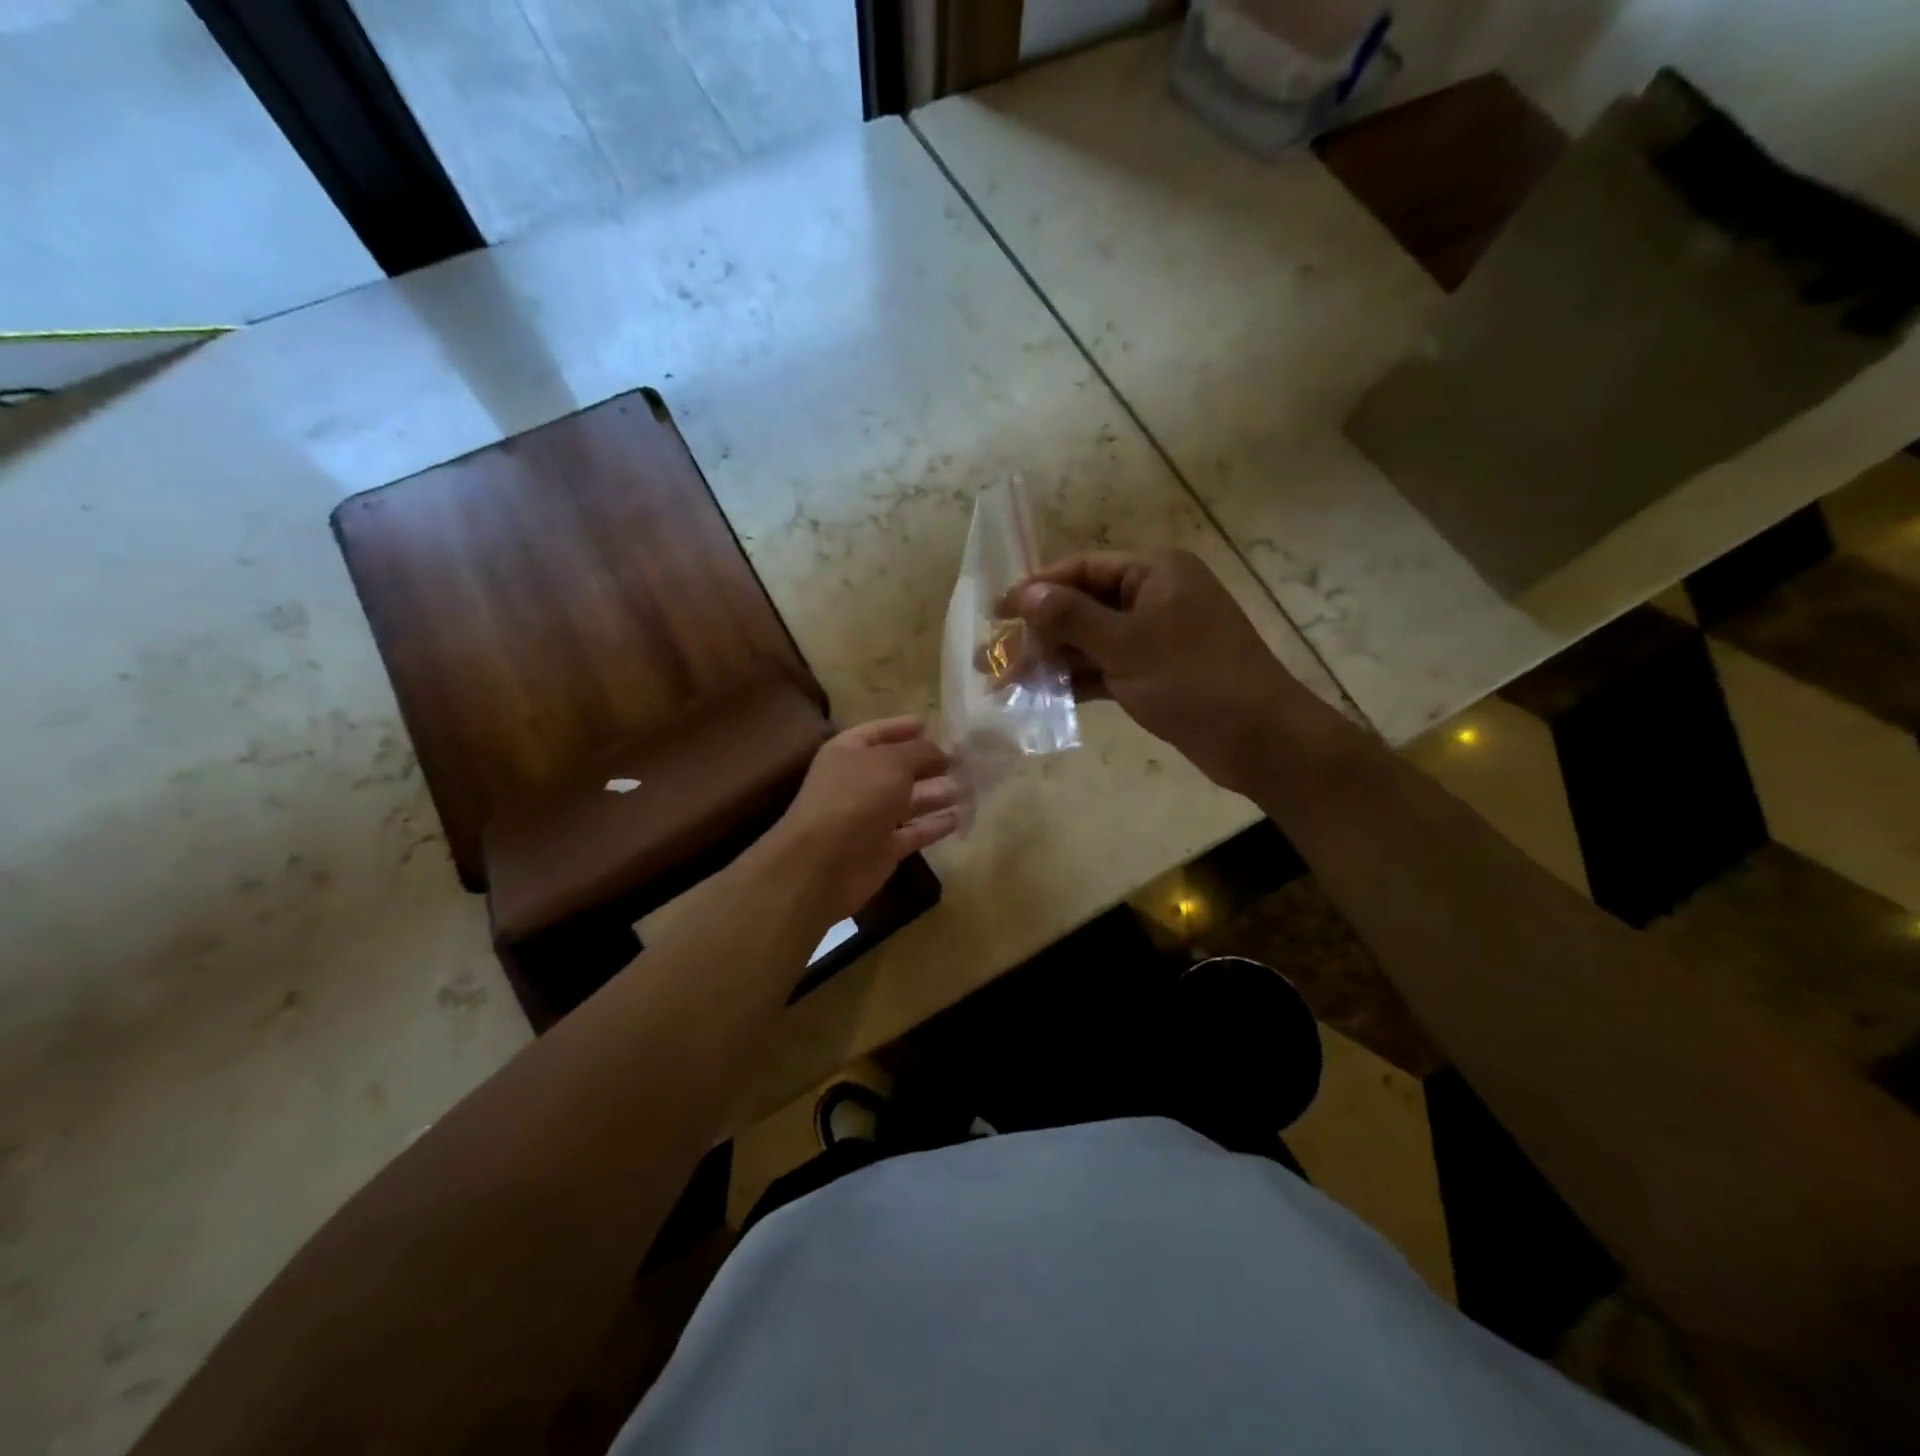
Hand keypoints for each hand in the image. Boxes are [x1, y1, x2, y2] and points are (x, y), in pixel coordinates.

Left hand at [761, 717, 961, 925]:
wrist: (825, 862)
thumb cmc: (856, 797)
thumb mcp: (892, 762)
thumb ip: (920, 751)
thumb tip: (941, 751)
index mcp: (848, 752)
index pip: (877, 732)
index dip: (901, 727)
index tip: (929, 724)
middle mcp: (857, 782)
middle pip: (897, 768)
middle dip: (928, 763)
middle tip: (964, 760)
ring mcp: (869, 817)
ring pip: (909, 801)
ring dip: (937, 793)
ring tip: (969, 787)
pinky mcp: (883, 848)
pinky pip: (914, 831)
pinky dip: (935, 825)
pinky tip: (959, 818)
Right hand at [1005, 550, 1315, 797]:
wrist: (1259, 740)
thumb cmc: (1193, 681)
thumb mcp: (1127, 645)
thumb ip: (1072, 617)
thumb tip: (1025, 593)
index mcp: (1156, 573)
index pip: (1084, 568)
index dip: (1038, 588)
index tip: (997, 611)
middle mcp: (1155, 597)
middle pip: (1084, 606)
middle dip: (1040, 632)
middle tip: (993, 659)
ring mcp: (1156, 637)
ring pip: (1092, 641)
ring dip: (1053, 660)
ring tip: (1007, 683)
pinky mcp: (1157, 673)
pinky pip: (1107, 668)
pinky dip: (1078, 680)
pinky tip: (1043, 696)